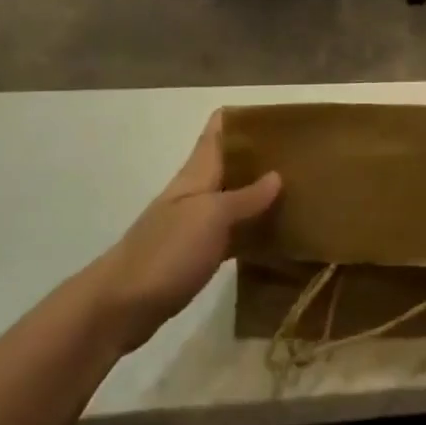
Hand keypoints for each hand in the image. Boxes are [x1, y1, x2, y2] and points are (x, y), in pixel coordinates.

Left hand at [87, 112, 280, 353]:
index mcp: (197, 173)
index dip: (248, 117)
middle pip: (232, 162)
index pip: (219, 128)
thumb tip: (277, 175)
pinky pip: (234, 233)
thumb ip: (245, 196)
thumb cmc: (166, 252)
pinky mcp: (197, 255)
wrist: (119, 307)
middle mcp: (197, 192)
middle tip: (306, 157)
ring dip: (263, 193)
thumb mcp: (211, 217)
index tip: (284, 118)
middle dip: (264, 156)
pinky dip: (255, 230)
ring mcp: (195, 224)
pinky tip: (281, 236)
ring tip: (304, 192)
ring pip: (236, 198)